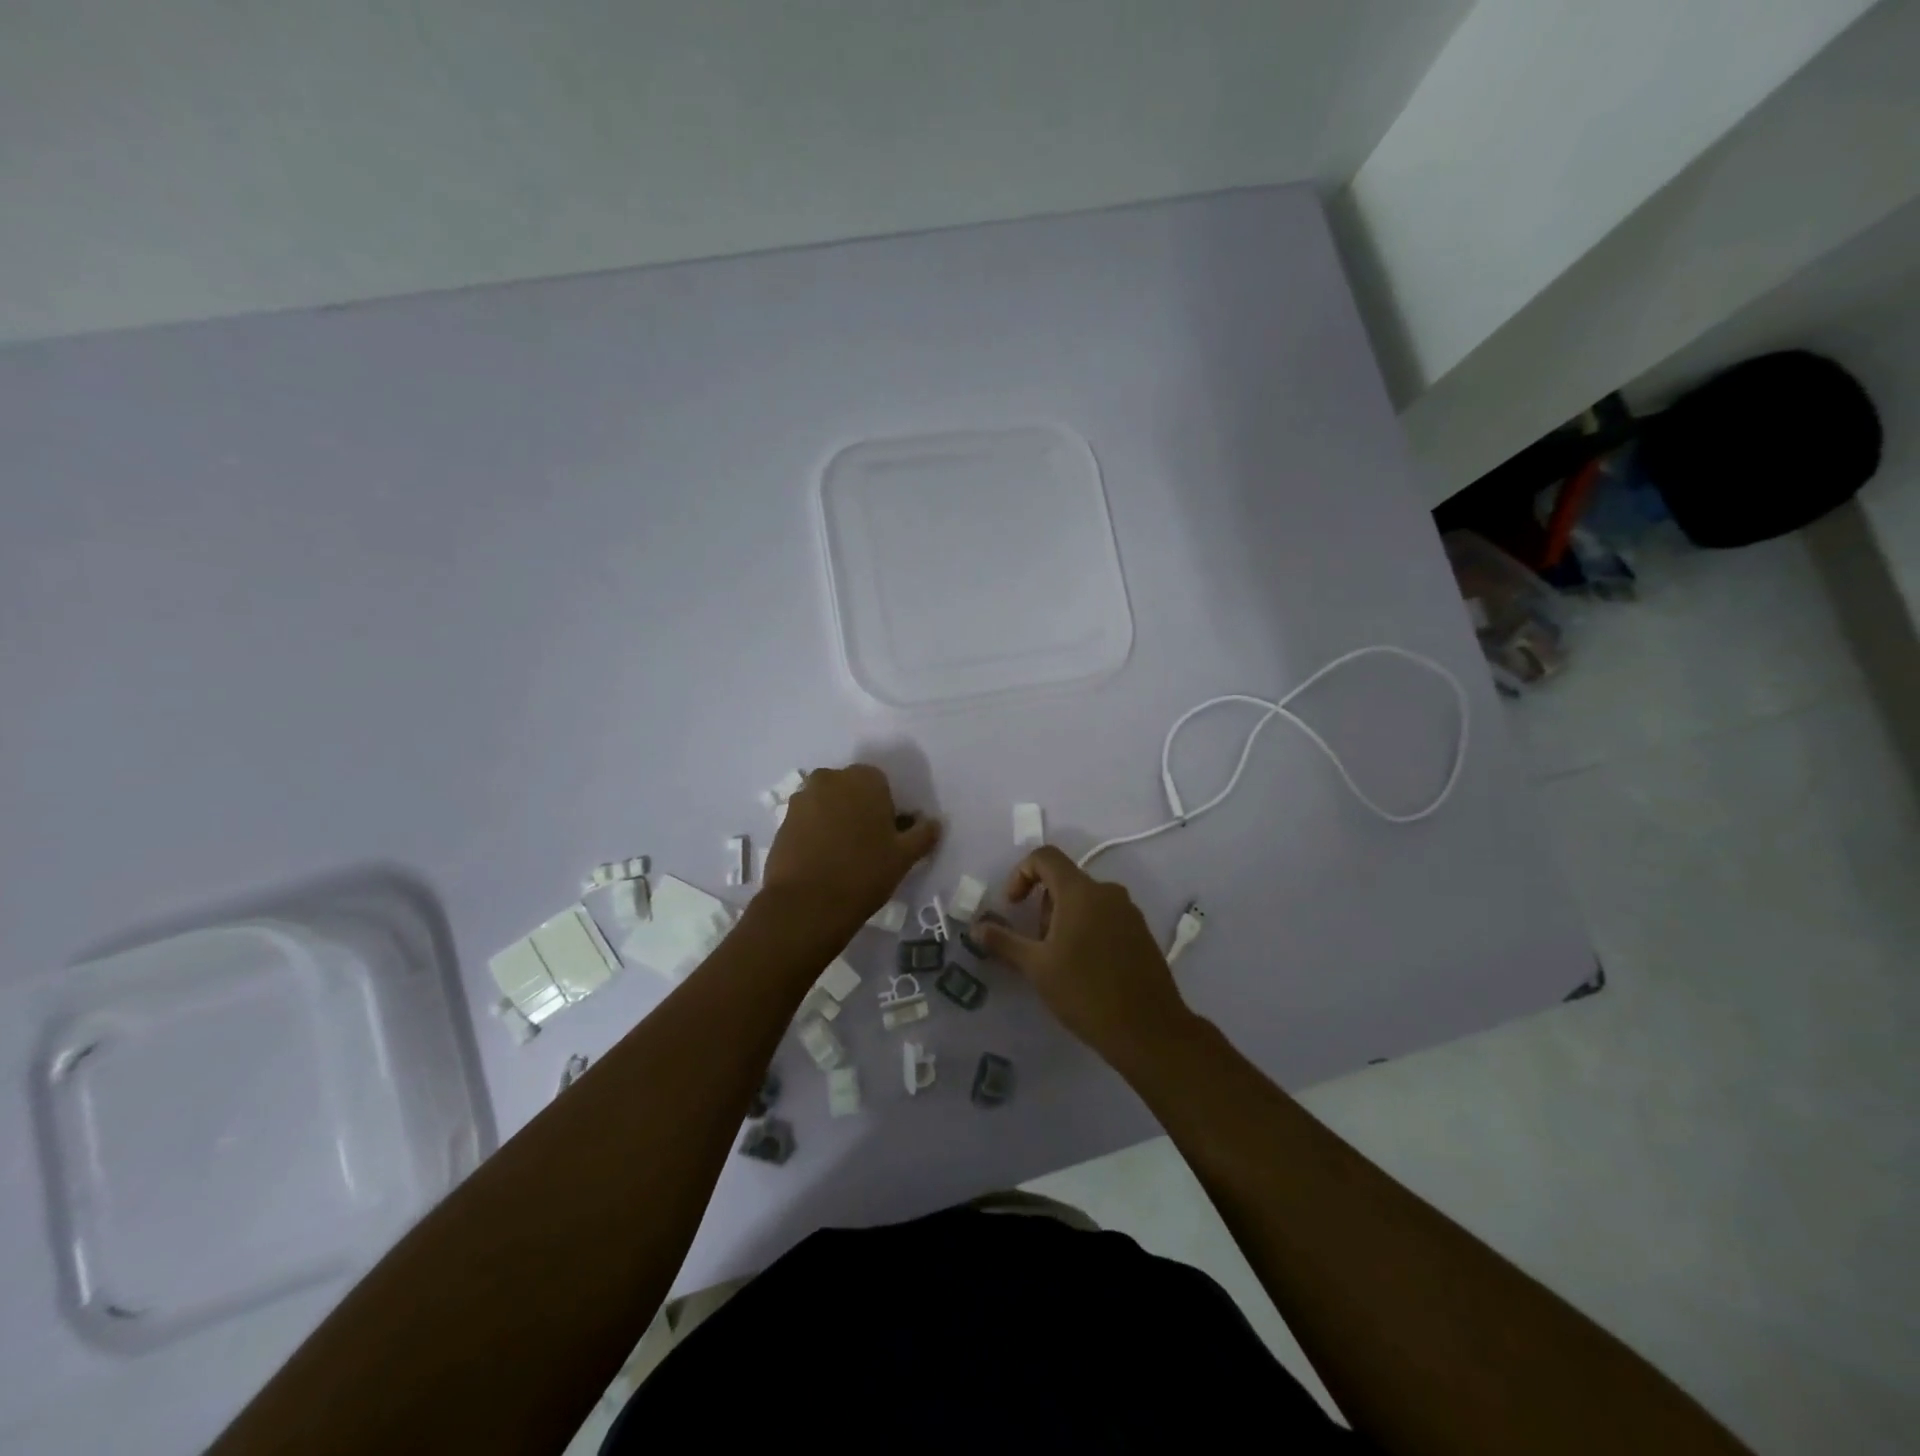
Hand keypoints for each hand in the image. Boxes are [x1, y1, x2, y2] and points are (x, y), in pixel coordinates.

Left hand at [761, 764, 939, 938]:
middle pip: (850, 790)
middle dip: (858, 809)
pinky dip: (815, 833)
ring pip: (827, 804)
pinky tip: (822, 861)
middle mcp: (830, 779)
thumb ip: (923, 833)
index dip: (886, 809)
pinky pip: (807, 821)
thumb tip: (934, 822)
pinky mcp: (782, 821)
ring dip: (835, 820)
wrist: (806, 904)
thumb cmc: (864, 872)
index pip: (881, 784)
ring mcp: (802, 799)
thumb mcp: (905, 856)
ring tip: (842, 855)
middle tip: (867, 845)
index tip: (888, 836)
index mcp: (863, 779)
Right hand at [975, 847, 1193, 1067]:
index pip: (1045, 857)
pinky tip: (1085, 969)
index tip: (1012, 907)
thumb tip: (976, 928)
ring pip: (1085, 900)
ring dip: (1063, 920)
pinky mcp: (1141, 932)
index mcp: (1081, 891)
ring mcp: (1129, 911)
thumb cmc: (1086, 992)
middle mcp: (1107, 892)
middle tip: (1037, 946)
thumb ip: (1004, 941)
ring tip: (1059, 962)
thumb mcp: (1037, 967)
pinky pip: (1105, 916)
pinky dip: (1086, 929)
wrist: (1149, 1031)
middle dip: (1042, 906)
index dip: (1021, 874)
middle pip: (1064, 880)